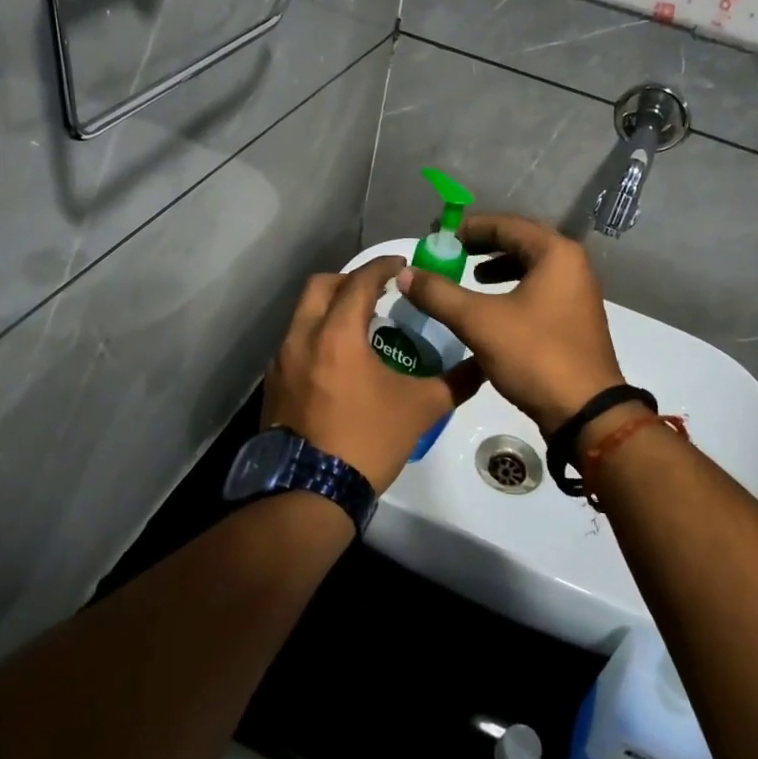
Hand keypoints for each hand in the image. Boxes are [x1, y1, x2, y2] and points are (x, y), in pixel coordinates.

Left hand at [262, 256, 483, 493]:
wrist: (310, 494)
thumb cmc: (367, 441)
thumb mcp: (421, 409)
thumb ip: (455, 381)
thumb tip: (483, 364)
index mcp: (337, 334)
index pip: (359, 281)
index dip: (383, 266)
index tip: (402, 264)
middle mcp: (302, 338)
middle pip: (320, 287)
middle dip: (349, 280)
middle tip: (377, 291)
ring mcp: (281, 363)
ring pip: (303, 316)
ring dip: (330, 310)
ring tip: (359, 327)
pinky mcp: (273, 386)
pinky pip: (294, 345)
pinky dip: (316, 338)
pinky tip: (337, 364)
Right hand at [397, 214, 624, 433]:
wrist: (586, 413)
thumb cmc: (535, 355)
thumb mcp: (479, 322)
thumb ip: (439, 294)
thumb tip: (405, 273)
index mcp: (556, 253)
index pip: (506, 225)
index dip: (468, 228)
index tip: (437, 236)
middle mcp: (572, 265)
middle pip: (520, 242)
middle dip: (482, 246)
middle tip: (449, 253)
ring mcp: (576, 293)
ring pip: (530, 267)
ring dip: (497, 268)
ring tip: (468, 276)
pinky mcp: (573, 318)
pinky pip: (538, 289)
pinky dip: (512, 289)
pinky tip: (491, 308)